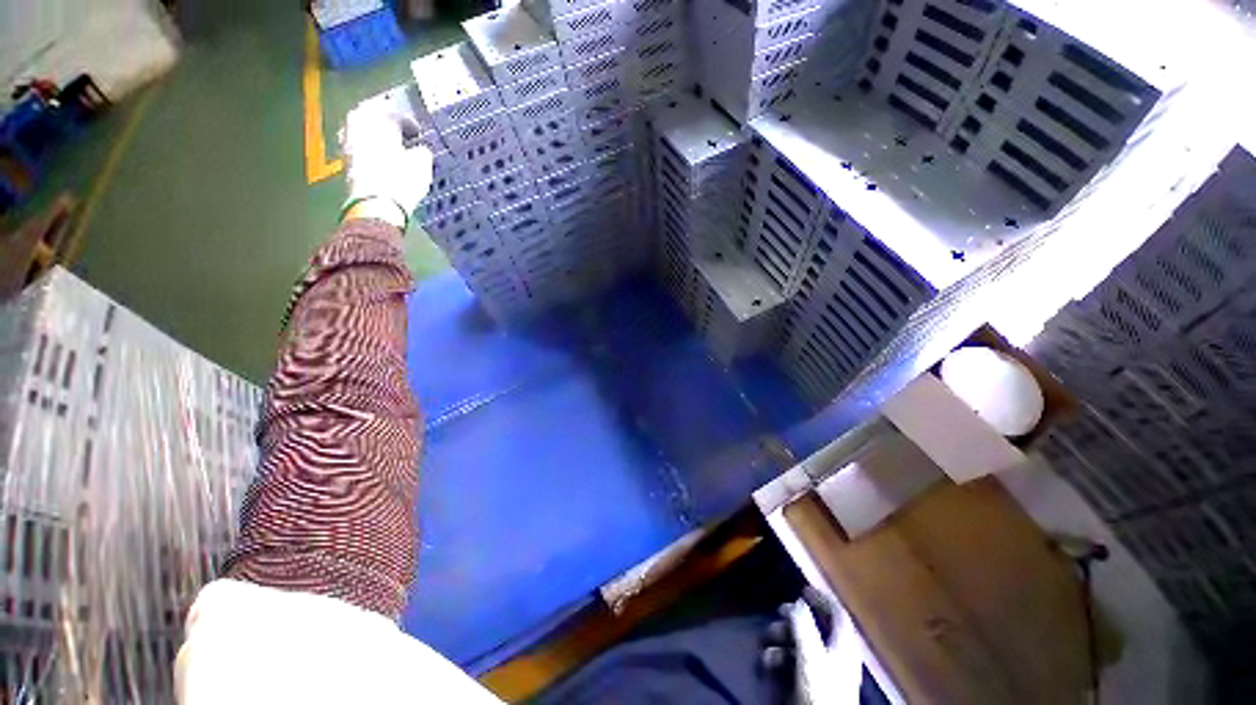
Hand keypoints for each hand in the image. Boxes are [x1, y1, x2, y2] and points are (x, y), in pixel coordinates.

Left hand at [342, 106, 433, 227]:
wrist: (377, 205)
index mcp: (379, 117)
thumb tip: (420, 149)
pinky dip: (370, 147)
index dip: (409, 122)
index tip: (418, 133)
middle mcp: (359, 123)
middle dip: (386, 122)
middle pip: (373, 115)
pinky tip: (382, 158)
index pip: (395, 111)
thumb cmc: (401, 180)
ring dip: (376, 134)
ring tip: (391, 145)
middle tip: (401, 132)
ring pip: (363, 128)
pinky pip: (359, 144)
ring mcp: (348, 140)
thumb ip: (422, 150)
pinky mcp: (346, 159)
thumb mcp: (422, 164)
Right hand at [762, 587, 865, 703]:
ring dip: (782, 638)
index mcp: (844, 644)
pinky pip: (795, 663)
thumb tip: (797, 601)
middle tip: (777, 613)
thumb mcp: (811, 653)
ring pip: (802, 644)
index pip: (838, 613)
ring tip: (767, 641)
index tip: (801, 588)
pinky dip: (780, 657)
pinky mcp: (812, 686)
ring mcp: (825, 672)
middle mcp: (837, 654)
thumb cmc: (821, 689)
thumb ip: (804, 624)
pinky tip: (768, 661)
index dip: (822, 598)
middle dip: (793, 619)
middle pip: (816, 627)